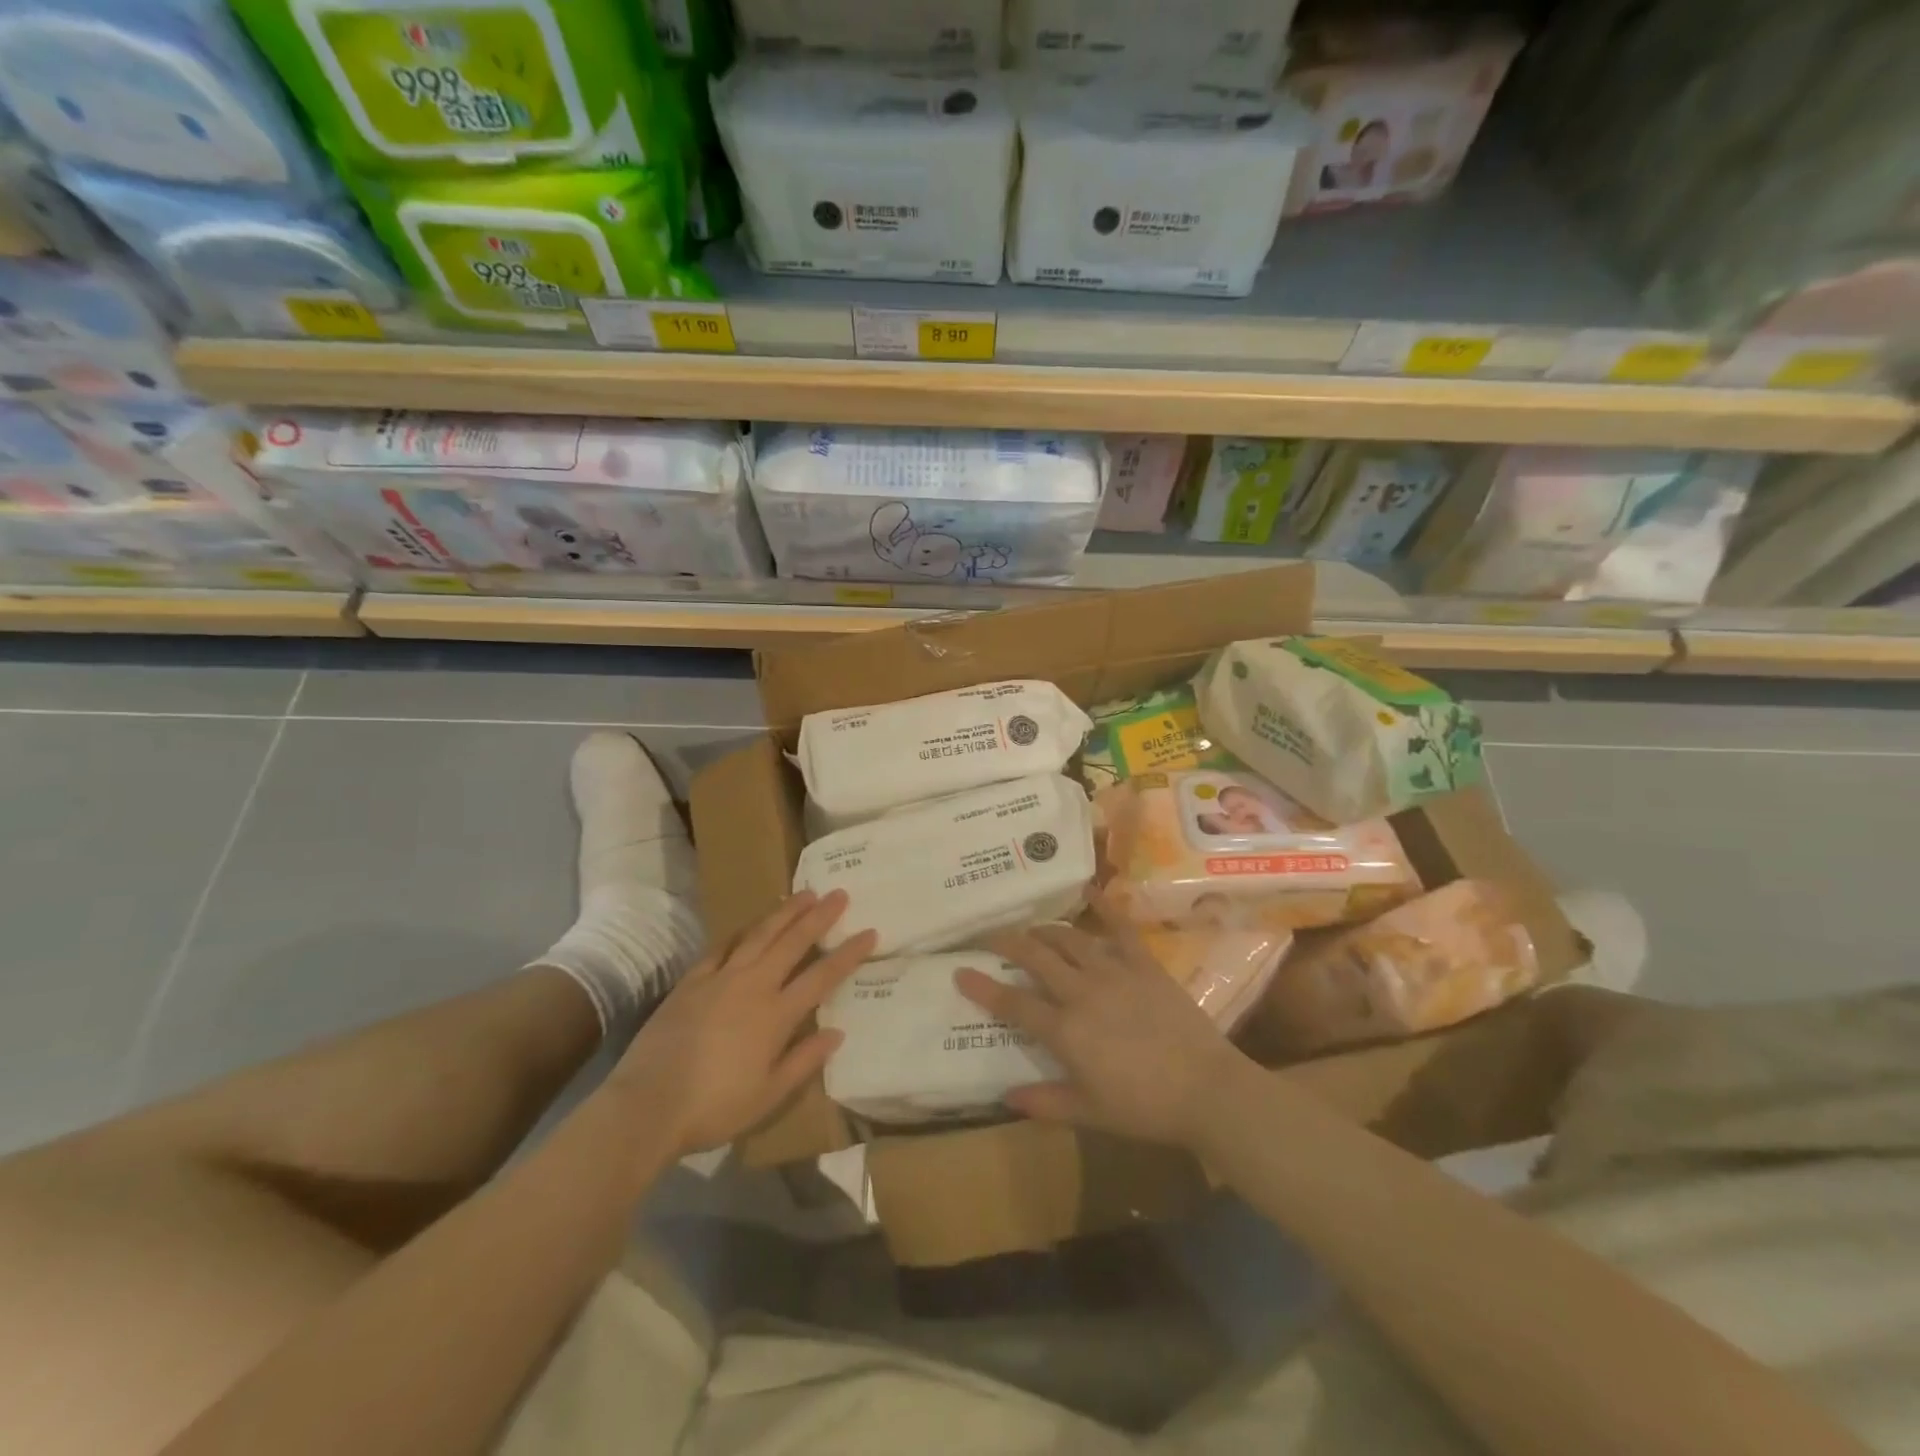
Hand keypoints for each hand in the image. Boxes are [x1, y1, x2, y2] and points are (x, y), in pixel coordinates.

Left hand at [608, 890, 875, 1156]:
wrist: (647, 1105)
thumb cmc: (715, 1107)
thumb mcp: (769, 1095)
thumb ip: (804, 1060)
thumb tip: (837, 1032)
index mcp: (775, 1015)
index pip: (821, 977)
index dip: (848, 954)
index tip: (869, 932)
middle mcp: (752, 986)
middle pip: (792, 943)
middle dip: (819, 917)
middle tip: (839, 894)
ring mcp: (720, 979)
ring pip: (759, 935)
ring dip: (784, 913)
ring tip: (803, 894)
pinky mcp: (692, 982)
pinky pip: (721, 948)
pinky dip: (740, 934)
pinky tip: (749, 926)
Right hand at [956, 896, 1247, 1150]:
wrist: (1206, 1090)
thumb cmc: (1144, 1107)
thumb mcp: (1089, 1112)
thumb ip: (1045, 1103)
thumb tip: (1005, 1098)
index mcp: (1065, 1030)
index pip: (1013, 1003)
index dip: (983, 987)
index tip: (960, 970)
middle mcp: (1082, 991)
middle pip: (1036, 957)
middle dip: (1008, 943)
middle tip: (990, 935)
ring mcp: (1114, 972)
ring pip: (1069, 938)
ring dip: (1045, 931)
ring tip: (1032, 929)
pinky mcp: (1143, 963)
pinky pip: (1120, 928)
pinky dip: (1104, 906)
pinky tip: (1089, 890)